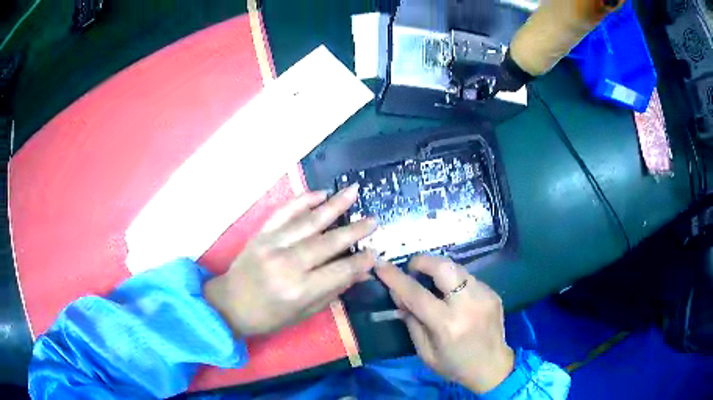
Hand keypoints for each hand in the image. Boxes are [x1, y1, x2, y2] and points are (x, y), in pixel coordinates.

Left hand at [204, 185, 376, 336]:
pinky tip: (320, 194)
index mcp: (299, 289)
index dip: (360, 261)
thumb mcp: (304, 312)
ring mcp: (272, 244)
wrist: (231, 304)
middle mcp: (287, 264)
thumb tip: (362, 273)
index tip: (375, 252)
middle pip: (328, 242)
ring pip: (308, 221)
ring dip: (333, 205)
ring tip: (353, 191)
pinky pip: (284, 212)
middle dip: (354, 230)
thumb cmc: (269, 316)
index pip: (339, 271)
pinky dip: (302, 200)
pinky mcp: (261, 233)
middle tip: (373, 220)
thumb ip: (334, 290)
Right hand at [376, 255, 514, 393]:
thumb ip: (411, 322)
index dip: (395, 277)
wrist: (493, 367)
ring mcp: (484, 296)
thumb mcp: (425, 352)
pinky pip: (468, 277)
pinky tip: (452, 294)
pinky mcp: (493, 293)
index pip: (416, 294)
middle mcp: (468, 305)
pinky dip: (455, 281)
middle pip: (443, 267)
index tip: (381, 265)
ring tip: (430, 280)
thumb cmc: (455, 365)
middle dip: (422, 261)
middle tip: (412, 268)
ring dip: (439, 269)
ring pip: (457, 267)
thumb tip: (398, 296)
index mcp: (447, 325)